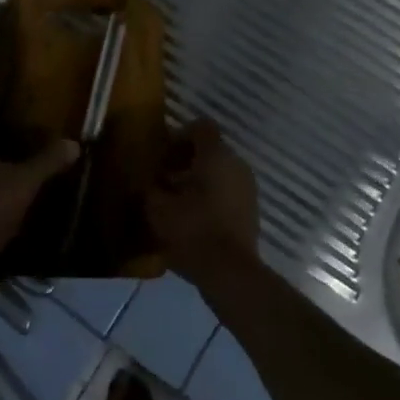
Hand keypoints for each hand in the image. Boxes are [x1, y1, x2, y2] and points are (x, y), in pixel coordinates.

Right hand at [146, 120, 260, 286]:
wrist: (230, 273)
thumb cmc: (192, 231)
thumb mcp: (157, 208)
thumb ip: (150, 187)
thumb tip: (148, 181)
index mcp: (216, 155)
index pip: (201, 126)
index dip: (179, 136)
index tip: (162, 156)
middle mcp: (237, 164)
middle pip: (210, 149)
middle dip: (185, 161)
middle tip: (164, 180)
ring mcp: (248, 187)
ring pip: (219, 171)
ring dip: (198, 180)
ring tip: (176, 202)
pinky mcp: (251, 209)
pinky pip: (228, 191)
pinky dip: (211, 197)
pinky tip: (193, 218)